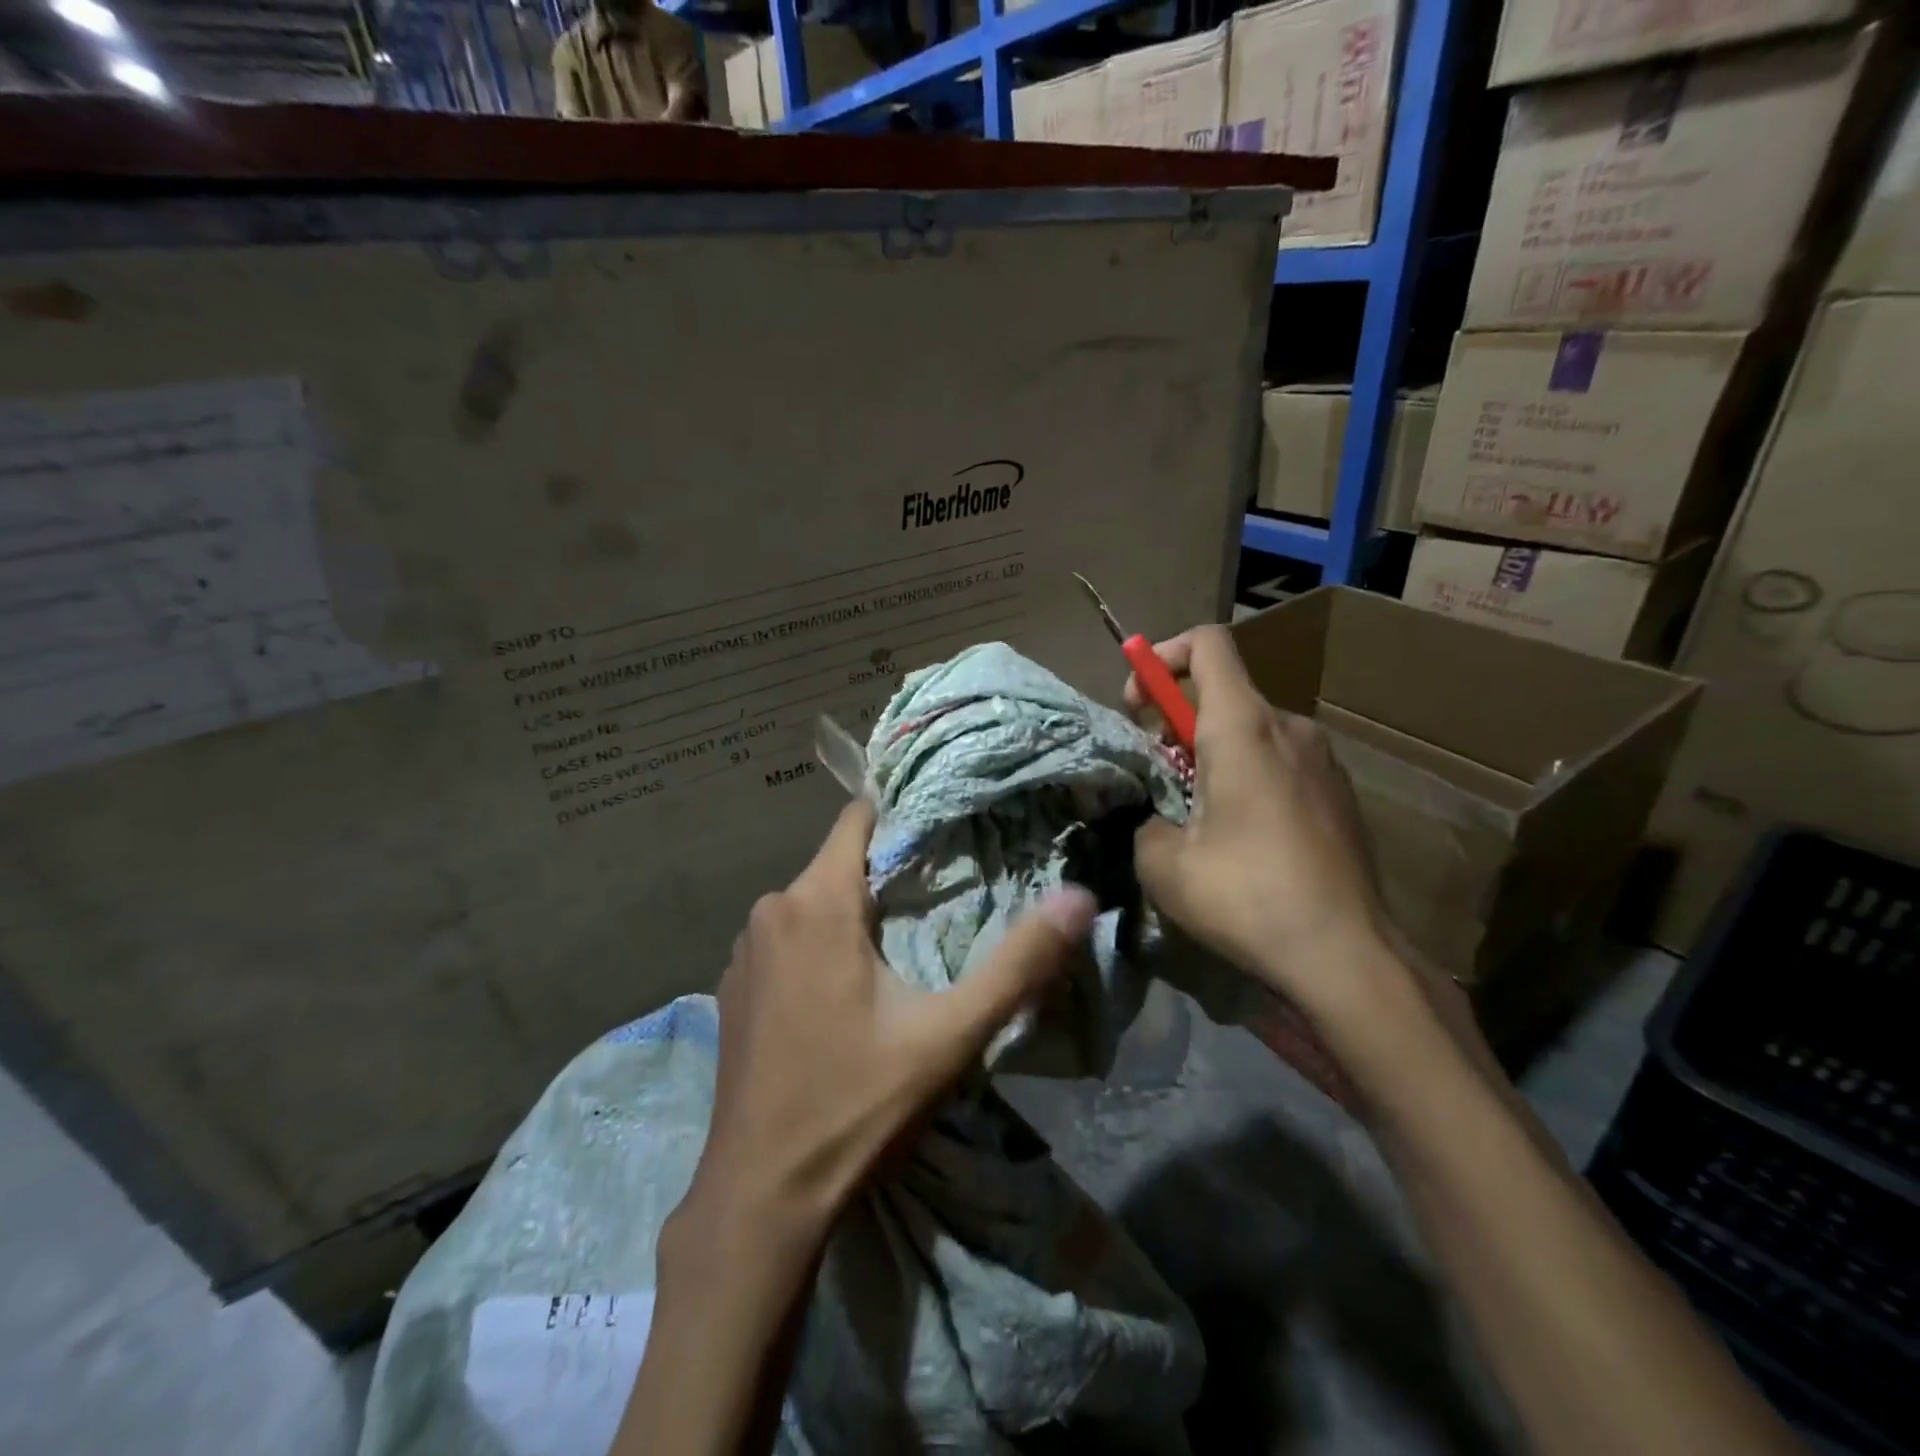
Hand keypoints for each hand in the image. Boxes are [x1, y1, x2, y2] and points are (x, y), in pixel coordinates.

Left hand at [681, 798, 1098, 1242]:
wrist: (760, 1196)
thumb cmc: (856, 1105)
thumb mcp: (949, 1036)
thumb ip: (1018, 964)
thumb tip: (1080, 897)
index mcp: (816, 902)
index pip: (859, 817)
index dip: (904, 816)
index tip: (947, 831)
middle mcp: (770, 909)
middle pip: (840, 862)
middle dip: (888, 873)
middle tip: (941, 899)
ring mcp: (743, 950)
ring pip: (813, 900)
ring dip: (854, 912)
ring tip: (902, 946)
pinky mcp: (732, 986)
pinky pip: (787, 937)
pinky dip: (818, 944)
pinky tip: (844, 991)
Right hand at [1126, 626, 1392, 1023]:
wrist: (1348, 956)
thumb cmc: (1248, 898)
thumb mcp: (1162, 864)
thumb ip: (1145, 820)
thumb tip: (1157, 818)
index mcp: (1244, 728)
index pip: (1207, 644)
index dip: (1163, 657)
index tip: (1139, 704)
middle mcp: (1290, 728)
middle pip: (1225, 694)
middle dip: (1179, 723)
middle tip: (1160, 779)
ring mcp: (1324, 760)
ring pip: (1253, 733)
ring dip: (1215, 756)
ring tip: (1201, 819)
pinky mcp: (1341, 794)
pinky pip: (1282, 763)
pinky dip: (1251, 779)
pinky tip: (1247, 842)